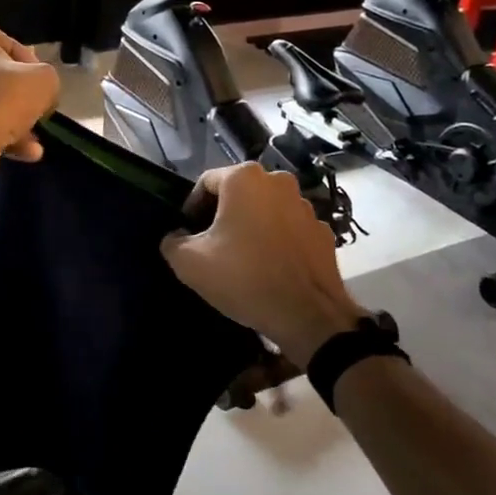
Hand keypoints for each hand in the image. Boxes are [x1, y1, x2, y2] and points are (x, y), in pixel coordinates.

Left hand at [0, 13, 60, 177]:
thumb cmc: (4, 92)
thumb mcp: (44, 77)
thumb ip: (45, 77)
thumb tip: (40, 91)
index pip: (3, 40)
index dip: (28, 62)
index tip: (39, 82)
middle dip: (16, 94)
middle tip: (36, 109)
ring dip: (10, 119)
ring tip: (33, 142)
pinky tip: (22, 152)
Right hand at [161, 163, 363, 363]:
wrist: (307, 316)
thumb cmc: (244, 277)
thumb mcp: (189, 263)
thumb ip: (173, 242)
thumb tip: (177, 237)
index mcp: (244, 178)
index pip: (205, 184)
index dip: (192, 209)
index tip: (189, 236)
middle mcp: (278, 181)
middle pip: (238, 193)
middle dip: (223, 216)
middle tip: (213, 247)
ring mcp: (305, 205)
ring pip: (266, 210)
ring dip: (252, 226)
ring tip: (243, 259)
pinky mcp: (322, 231)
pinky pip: (289, 229)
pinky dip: (277, 241)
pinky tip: (270, 267)